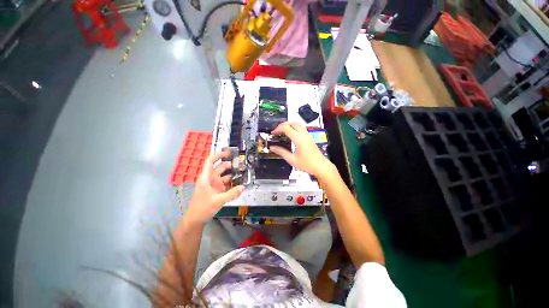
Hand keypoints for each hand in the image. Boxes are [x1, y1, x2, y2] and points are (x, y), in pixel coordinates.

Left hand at [187, 151, 243, 222]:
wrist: (195, 220)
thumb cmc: (202, 208)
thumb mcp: (218, 201)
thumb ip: (232, 194)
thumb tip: (243, 187)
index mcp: (206, 178)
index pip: (211, 161)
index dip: (218, 155)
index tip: (229, 152)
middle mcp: (210, 179)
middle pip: (220, 168)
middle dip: (229, 164)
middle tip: (241, 164)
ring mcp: (214, 185)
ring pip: (224, 176)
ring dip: (232, 174)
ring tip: (243, 173)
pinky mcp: (217, 191)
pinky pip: (226, 184)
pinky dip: (232, 183)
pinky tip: (240, 183)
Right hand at [270, 122, 335, 179]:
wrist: (320, 166)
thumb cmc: (307, 164)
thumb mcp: (292, 160)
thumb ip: (281, 152)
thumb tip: (272, 148)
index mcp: (299, 139)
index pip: (286, 128)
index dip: (278, 129)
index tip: (273, 133)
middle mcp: (304, 135)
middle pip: (292, 123)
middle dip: (282, 125)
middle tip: (277, 131)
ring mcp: (308, 135)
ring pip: (297, 124)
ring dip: (289, 125)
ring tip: (282, 131)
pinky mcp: (309, 137)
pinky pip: (301, 128)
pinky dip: (294, 127)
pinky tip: (290, 135)